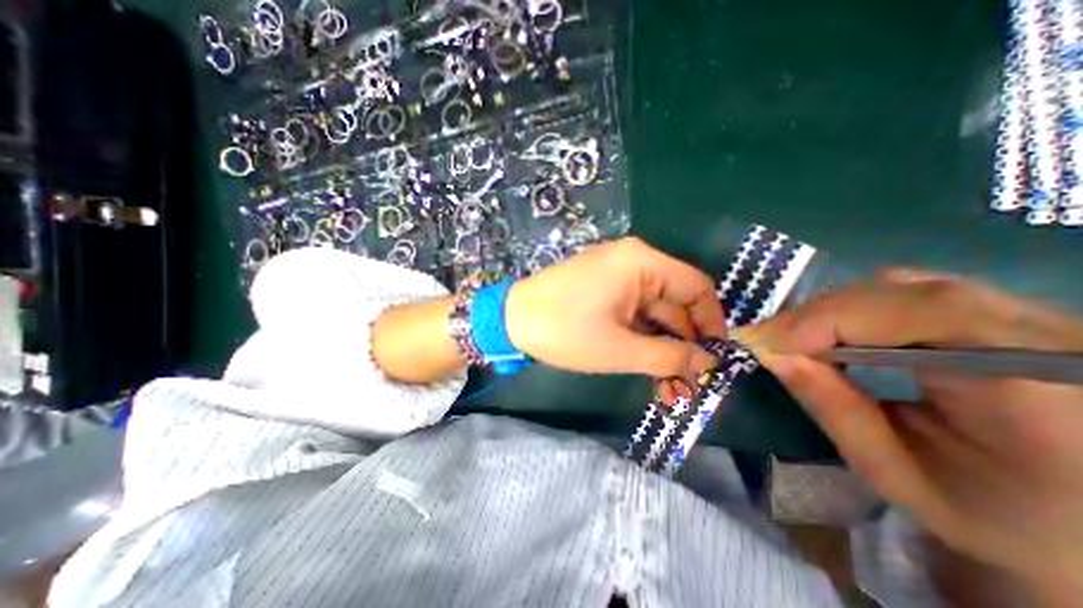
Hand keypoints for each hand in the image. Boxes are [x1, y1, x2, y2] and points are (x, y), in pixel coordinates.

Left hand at [509, 234, 725, 379]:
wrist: (511, 320)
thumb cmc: (564, 331)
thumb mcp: (620, 348)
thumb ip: (669, 356)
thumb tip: (709, 363)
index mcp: (641, 263)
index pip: (696, 288)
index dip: (711, 323)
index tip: (715, 358)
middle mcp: (634, 262)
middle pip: (675, 303)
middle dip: (684, 344)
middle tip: (691, 384)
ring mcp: (617, 275)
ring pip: (654, 313)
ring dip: (663, 346)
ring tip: (671, 387)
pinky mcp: (604, 289)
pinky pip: (634, 312)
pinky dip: (643, 337)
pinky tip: (649, 366)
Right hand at [740, 271, 1082, 601]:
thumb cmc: (995, 517)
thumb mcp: (893, 471)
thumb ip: (828, 404)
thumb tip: (768, 351)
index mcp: (1042, 389)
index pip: (915, 314)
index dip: (823, 320)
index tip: (760, 340)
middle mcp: (1053, 338)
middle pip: (901, 291)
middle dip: (817, 315)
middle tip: (767, 340)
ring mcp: (1041, 317)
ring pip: (902, 285)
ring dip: (832, 310)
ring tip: (794, 338)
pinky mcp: (1013, 313)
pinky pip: (911, 291)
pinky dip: (854, 307)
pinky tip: (833, 331)